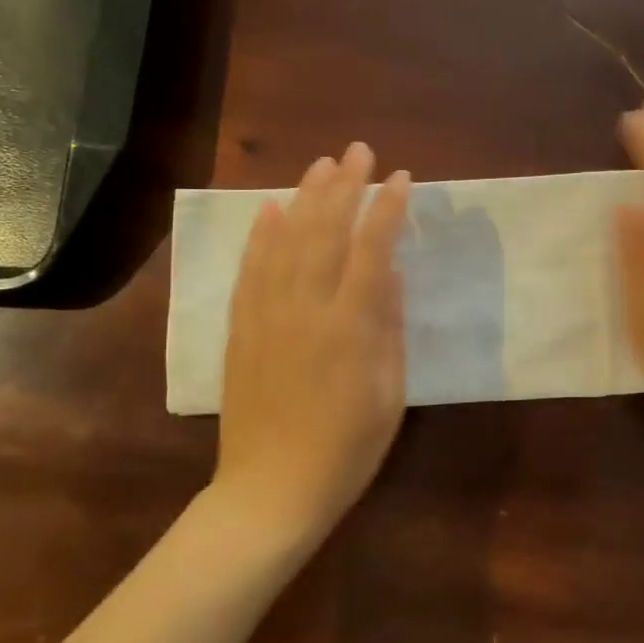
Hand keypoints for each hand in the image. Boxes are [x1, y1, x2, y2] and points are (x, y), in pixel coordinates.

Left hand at [217, 142, 411, 544]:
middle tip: (359, 151)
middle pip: (325, 232)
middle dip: (345, 186)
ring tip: (321, 165)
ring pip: (285, 242)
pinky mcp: (241, 329)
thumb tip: (394, 275)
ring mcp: (267, 316)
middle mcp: (305, 309)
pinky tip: (270, 209)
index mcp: (350, 327)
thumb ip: (391, 329)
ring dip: (304, 198)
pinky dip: (260, 236)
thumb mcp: (389, 395)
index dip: (387, 210)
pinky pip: (250, 271)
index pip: (372, 250)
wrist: (271, 491)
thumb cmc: (346, 450)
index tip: (401, 179)